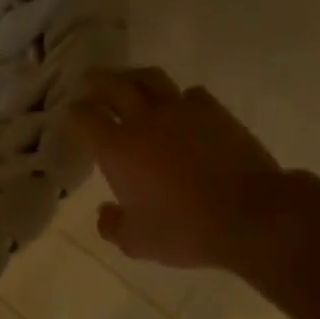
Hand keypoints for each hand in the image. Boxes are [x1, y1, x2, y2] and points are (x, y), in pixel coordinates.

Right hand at [69, 67, 295, 271]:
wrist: (248, 215)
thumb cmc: (184, 230)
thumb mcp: (137, 242)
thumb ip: (113, 226)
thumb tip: (105, 212)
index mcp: (117, 149)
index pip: (85, 118)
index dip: (74, 113)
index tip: (71, 114)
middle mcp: (145, 121)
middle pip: (115, 85)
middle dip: (97, 80)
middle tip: (90, 79)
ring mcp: (182, 111)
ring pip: (151, 79)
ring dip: (134, 76)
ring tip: (129, 80)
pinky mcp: (215, 112)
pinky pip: (190, 94)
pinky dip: (178, 96)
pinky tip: (179, 105)